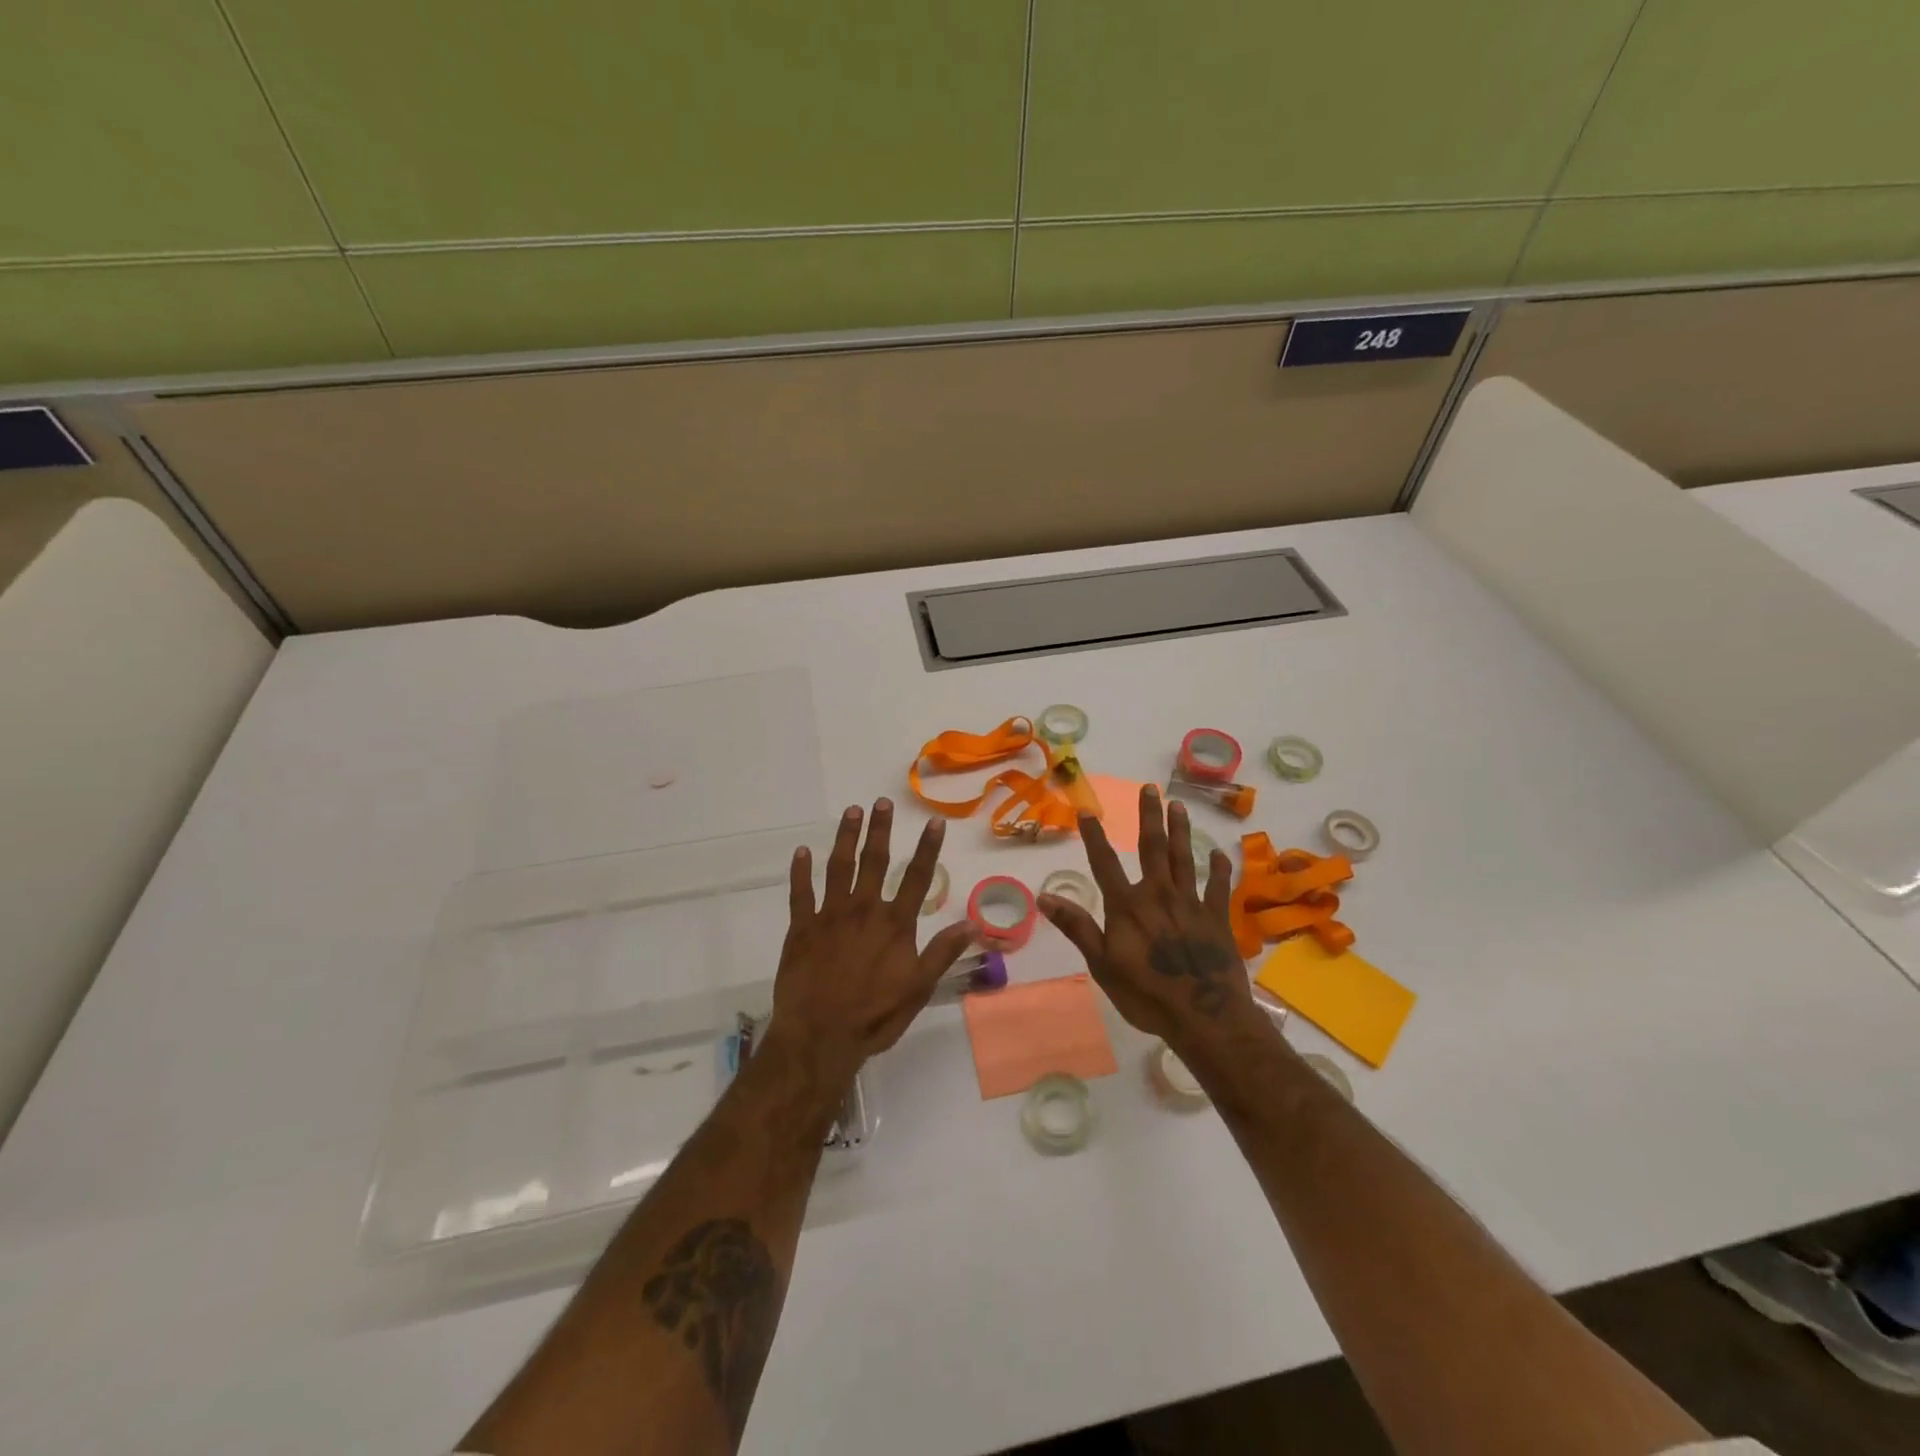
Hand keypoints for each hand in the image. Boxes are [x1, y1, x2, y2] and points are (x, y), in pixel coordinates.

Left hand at [768, 799, 974, 1079]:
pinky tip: (802, 852)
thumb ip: (943, 952)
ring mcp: (829, 915)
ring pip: (838, 867)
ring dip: (845, 838)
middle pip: (874, 861)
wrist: (819, 1037)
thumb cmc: (874, 1016)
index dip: (927, 848)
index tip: (933, 821)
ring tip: (851, 812)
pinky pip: (800, 893)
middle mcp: (863, 910)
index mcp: (894, 924)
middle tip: (881, 802)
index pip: (916, 877)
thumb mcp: (918, 989)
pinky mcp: (801, 928)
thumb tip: (974, 923)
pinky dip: (800, 871)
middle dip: (880, 830)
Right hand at [1038, 785, 1268, 1056]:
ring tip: (1179, 806)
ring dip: (1181, 831)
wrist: (1205, 1017)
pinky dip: (1219, 869)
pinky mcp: (1217, 918)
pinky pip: (1218, 886)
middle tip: (1150, 789)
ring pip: (1185, 858)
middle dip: (1149, 817)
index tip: (1087, 811)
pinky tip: (1220, 853)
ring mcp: (1191, 904)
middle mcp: (1159, 895)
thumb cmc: (1146, 994)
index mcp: (1127, 906)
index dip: (1094, 836)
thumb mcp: (1101, 964)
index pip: (1105, 863)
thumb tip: (1043, 896)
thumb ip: (1077, 927)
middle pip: (1153, 848)